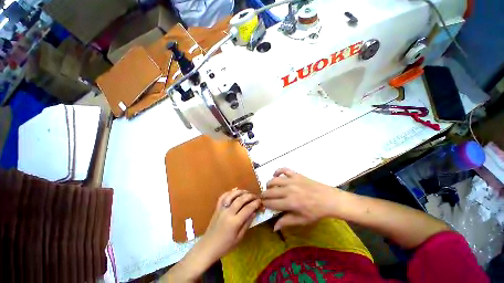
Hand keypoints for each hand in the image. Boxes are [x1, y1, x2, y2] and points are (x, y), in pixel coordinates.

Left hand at [197, 189, 261, 260]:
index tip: (260, 201)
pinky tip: (235, 192)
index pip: (248, 208)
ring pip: (232, 195)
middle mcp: (228, 213)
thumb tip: (254, 212)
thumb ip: (247, 223)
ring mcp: (221, 209)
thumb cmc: (225, 245)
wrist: (208, 247)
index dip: (255, 203)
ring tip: (247, 192)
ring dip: (241, 191)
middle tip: (256, 196)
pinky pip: (223, 196)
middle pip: (241, 199)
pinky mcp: (217, 208)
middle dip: (250, 196)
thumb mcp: (239, 238)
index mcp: (234, 222)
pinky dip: (229, 192)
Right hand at [262, 168, 340, 230]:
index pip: (271, 203)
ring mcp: (292, 180)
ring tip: (269, 187)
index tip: (263, 204)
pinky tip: (275, 175)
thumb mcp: (302, 220)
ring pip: (274, 180)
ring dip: (268, 184)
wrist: (328, 199)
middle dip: (264, 195)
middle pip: (270, 191)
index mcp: (289, 203)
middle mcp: (288, 190)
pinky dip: (277, 171)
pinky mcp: (296, 174)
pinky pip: (283, 169)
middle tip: (263, 197)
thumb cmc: (315, 212)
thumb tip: (274, 228)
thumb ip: (286, 222)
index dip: (264, 204)